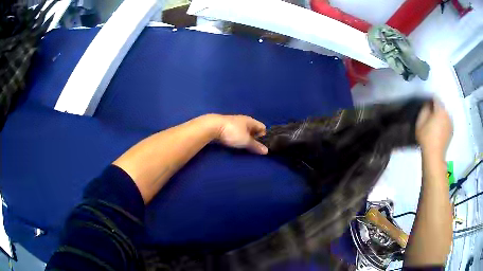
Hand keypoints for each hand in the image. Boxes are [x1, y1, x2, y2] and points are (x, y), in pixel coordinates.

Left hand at [213, 115, 267, 154]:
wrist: (212, 126)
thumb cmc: (232, 132)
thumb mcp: (246, 141)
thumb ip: (256, 146)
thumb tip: (266, 151)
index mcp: (251, 121)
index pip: (262, 127)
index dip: (264, 136)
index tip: (262, 145)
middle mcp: (244, 120)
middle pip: (253, 129)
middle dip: (255, 138)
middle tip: (254, 148)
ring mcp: (235, 122)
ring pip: (244, 130)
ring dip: (246, 137)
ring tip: (245, 146)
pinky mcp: (227, 126)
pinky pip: (237, 132)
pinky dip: (238, 137)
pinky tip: (235, 142)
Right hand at [415, 100, 452, 157]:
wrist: (434, 156)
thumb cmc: (426, 138)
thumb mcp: (420, 122)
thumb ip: (424, 110)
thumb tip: (427, 105)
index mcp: (440, 110)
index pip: (435, 98)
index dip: (430, 100)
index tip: (426, 105)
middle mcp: (447, 114)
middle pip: (441, 106)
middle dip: (436, 109)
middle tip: (430, 115)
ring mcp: (451, 123)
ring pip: (445, 114)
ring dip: (440, 116)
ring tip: (435, 123)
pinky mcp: (451, 131)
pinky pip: (447, 122)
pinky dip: (444, 123)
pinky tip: (439, 130)